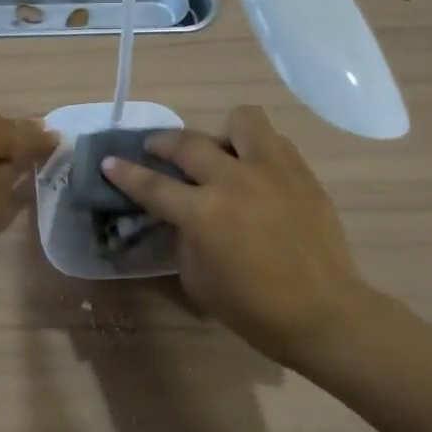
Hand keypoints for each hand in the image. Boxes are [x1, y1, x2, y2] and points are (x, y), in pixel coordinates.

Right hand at [102, 106, 366, 356]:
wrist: (322, 312)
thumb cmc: (253, 308)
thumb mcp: (197, 278)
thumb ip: (184, 238)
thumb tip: (182, 216)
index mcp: (203, 213)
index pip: (152, 185)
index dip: (126, 173)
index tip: (109, 161)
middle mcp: (233, 180)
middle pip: (188, 143)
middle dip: (162, 143)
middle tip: (155, 149)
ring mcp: (272, 170)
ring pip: (241, 120)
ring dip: (222, 132)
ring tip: (221, 153)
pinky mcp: (301, 172)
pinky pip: (273, 141)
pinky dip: (256, 150)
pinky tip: (255, 172)